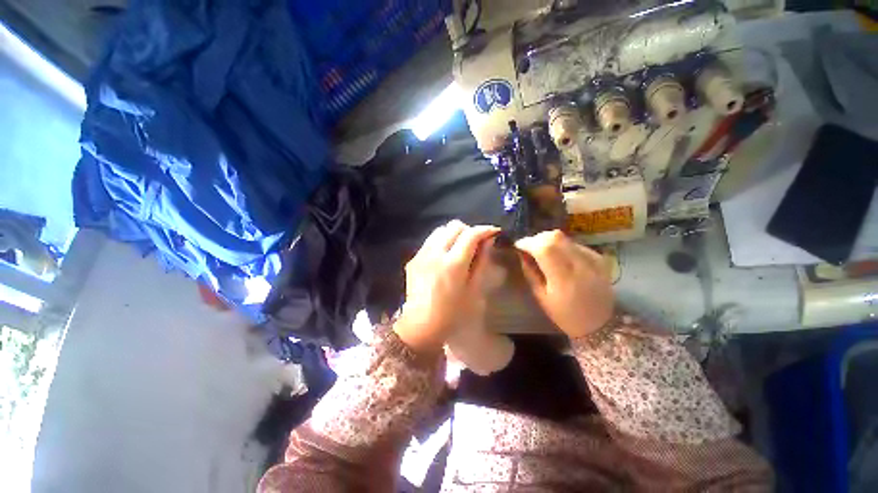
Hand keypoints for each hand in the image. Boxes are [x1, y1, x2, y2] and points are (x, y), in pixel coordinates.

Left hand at [394, 221, 500, 353]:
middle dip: (469, 230)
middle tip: (476, 243)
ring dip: (453, 234)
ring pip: (440, 230)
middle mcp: (435, 253)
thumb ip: (482, 262)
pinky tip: (444, 257)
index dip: (485, 230)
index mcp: (453, 263)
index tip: (493, 232)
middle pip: (454, 226)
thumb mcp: (474, 290)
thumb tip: (488, 241)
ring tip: (459, 248)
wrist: (421, 326)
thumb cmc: (453, 313)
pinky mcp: (413, 259)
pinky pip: (430, 242)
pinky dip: (441, 242)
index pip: (471, 234)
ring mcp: (422, 254)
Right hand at [515, 231, 613, 337]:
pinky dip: (562, 246)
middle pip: (555, 237)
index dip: (528, 242)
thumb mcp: (541, 297)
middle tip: (529, 248)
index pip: (544, 248)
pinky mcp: (599, 258)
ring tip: (542, 252)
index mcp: (563, 278)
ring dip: (549, 241)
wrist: (600, 323)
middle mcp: (580, 264)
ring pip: (564, 238)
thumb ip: (530, 273)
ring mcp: (592, 259)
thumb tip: (522, 254)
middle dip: (537, 239)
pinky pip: (574, 243)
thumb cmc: (565, 315)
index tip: (518, 245)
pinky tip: (559, 257)